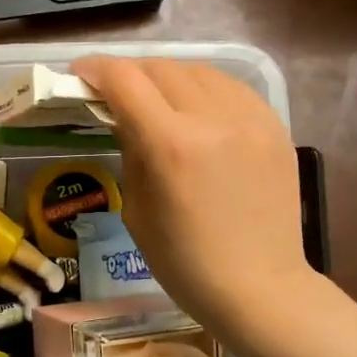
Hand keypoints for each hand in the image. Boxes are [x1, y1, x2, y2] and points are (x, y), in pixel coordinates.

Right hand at [72, 56, 310, 339]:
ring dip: (169, 78)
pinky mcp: (275, 127)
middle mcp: (212, 119)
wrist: (259, 289)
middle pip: (161, 68)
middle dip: (130, 74)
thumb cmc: (184, 264)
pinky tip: (198, 112)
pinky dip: (206, 91)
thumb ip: (131, 153)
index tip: (81, 74)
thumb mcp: (136, 210)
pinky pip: (233, 89)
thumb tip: (127, 119)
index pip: (125, 81)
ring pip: (200, 71)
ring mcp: (251, 119)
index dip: (96, 69)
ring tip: (158, 100)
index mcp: (170, 145)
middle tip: (116, 92)